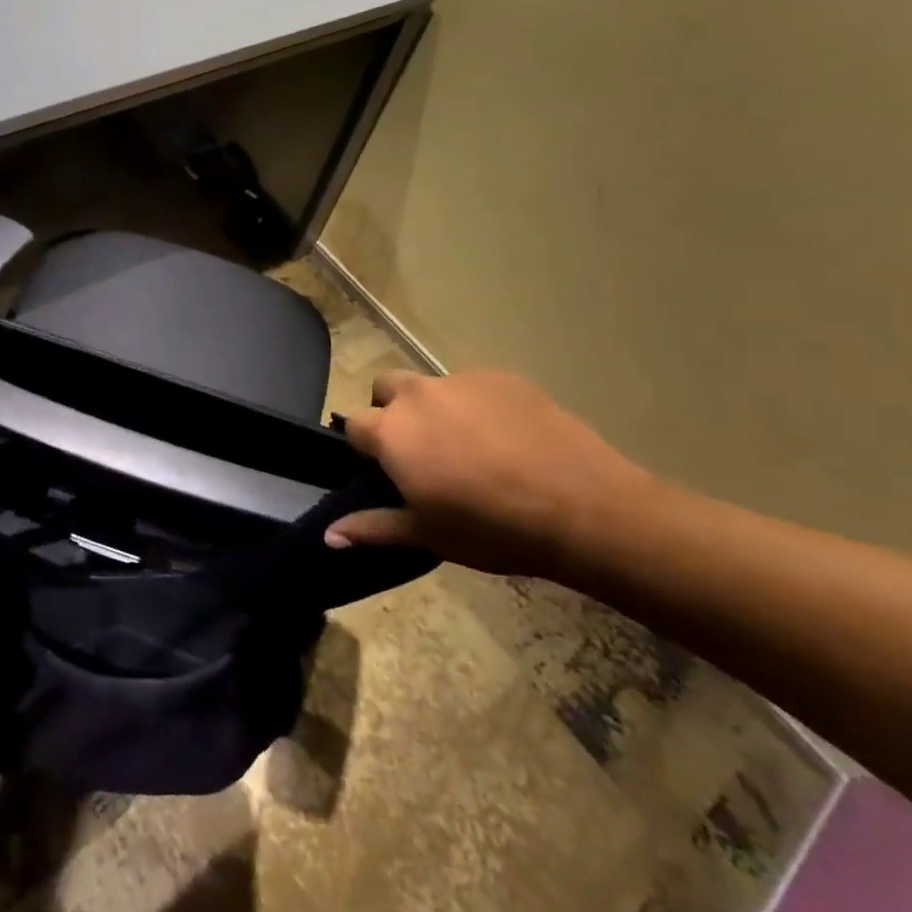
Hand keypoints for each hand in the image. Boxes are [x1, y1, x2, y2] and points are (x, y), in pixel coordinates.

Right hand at [326, 369, 655, 578]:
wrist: (583, 507)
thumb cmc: (493, 529)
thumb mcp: (428, 534)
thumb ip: (373, 527)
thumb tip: (328, 535)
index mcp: (393, 432)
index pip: (354, 425)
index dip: (364, 447)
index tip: (385, 470)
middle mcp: (419, 395)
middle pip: (386, 388)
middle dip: (392, 411)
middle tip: (420, 451)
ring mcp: (462, 381)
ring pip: (432, 386)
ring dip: (435, 409)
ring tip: (470, 448)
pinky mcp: (503, 377)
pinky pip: (475, 386)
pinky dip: (478, 406)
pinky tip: (508, 440)